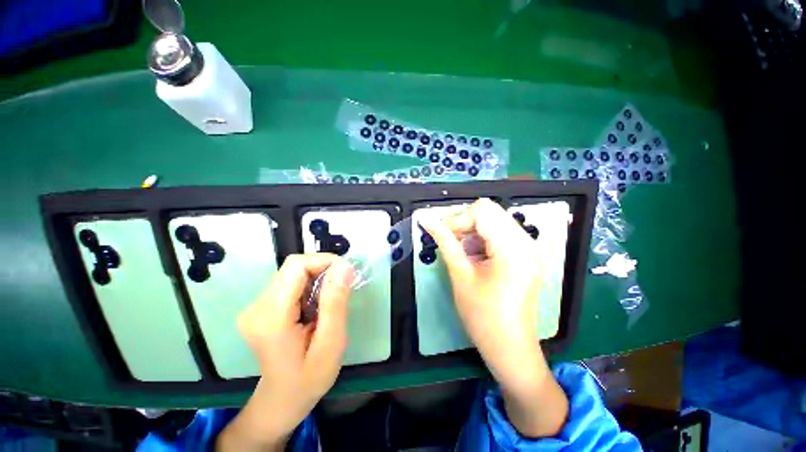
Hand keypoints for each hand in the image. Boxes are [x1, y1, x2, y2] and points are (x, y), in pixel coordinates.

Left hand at [217, 254, 354, 450]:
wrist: (282, 399)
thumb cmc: (309, 377)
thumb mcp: (331, 342)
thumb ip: (335, 302)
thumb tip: (344, 266)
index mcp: (271, 316)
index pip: (296, 266)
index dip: (324, 261)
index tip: (347, 273)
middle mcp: (257, 306)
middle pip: (293, 267)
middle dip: (323, 269)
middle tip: (344, 286)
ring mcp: (256, 306)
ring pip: (293, 273)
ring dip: (317, 278)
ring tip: (331, 299)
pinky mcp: (261, 307)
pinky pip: (290, 283)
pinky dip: (309, 286)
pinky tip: (318, 304)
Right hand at [420, 198, 567, 436]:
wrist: (510, 346)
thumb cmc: (483, 315)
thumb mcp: (460, 274)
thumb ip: (444, 241)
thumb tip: (426, 220)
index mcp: (512, 247)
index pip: (481, 211)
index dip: (457, 220)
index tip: (444, 236)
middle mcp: (525, 241)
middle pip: (490, 211)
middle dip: (465, 223)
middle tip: (452, 242)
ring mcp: (528, 248)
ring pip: (494, 220)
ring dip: (473, 231)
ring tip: (463, 253)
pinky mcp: (525, 255)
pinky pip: (501, 233)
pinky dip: (483, 238)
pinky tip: (476, 257)